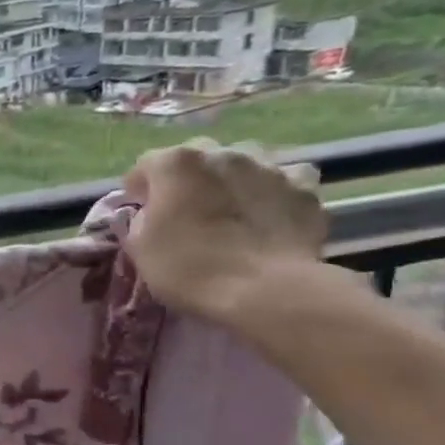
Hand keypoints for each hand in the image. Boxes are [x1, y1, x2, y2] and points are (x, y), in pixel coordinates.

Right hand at [123, 140, 328, 326]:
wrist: (266, 291)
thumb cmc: (190, 269)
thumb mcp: (141, 250)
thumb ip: (141, 221)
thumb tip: (151, 214)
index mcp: (176, 164)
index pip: (146, 164)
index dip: (140, 189)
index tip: (141, 210)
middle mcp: (221, 153)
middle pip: (196, 156)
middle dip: (187, 178)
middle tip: (186, 209)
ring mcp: (267, 166)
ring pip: (243, 161)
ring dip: (231, 178)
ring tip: (231, 208)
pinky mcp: (304, 188)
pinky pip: (284, 179)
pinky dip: (273, 191)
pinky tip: (270, 212)